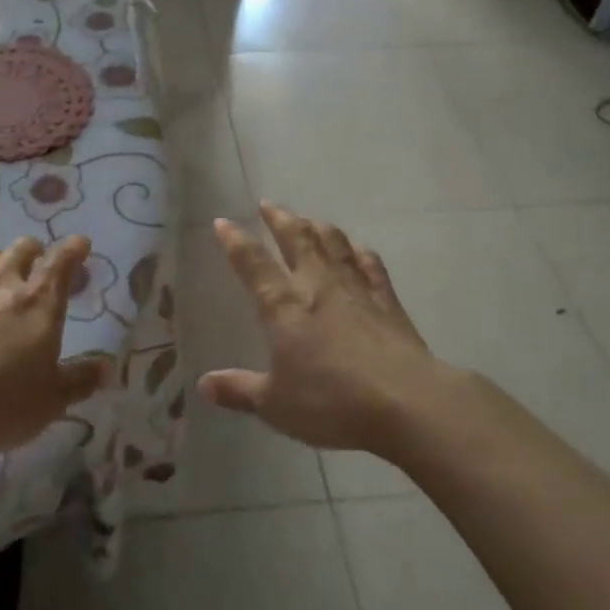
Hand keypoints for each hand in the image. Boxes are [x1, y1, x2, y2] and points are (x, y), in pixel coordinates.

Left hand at [0, 236, 109, 453]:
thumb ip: (80, 381)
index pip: (61, 262)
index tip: (81, 243)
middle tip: (37, 260)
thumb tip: (107, 368)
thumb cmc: (0, 401)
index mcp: (39, 302)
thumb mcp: (51, 401)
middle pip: (20, 251)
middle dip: (33, 251)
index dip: (73, 249)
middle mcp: (2, 285)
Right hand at [202, 203, 449, 454]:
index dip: (235, 241)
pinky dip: (358, 251)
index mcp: (283, 306)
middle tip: (268, 204)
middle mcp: (317, 285)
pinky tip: (356, 248)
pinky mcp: (387, 300)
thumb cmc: (331, 402)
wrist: (405, 401)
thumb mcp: (276, 404)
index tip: (223, 221)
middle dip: (279, 219)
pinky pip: (370, 264)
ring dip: (317, 226)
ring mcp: (355, 288)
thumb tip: (204, 385)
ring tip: (307, 219)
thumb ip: (240, 390)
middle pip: (296, 239)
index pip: (253, 263)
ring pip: (333, 242)